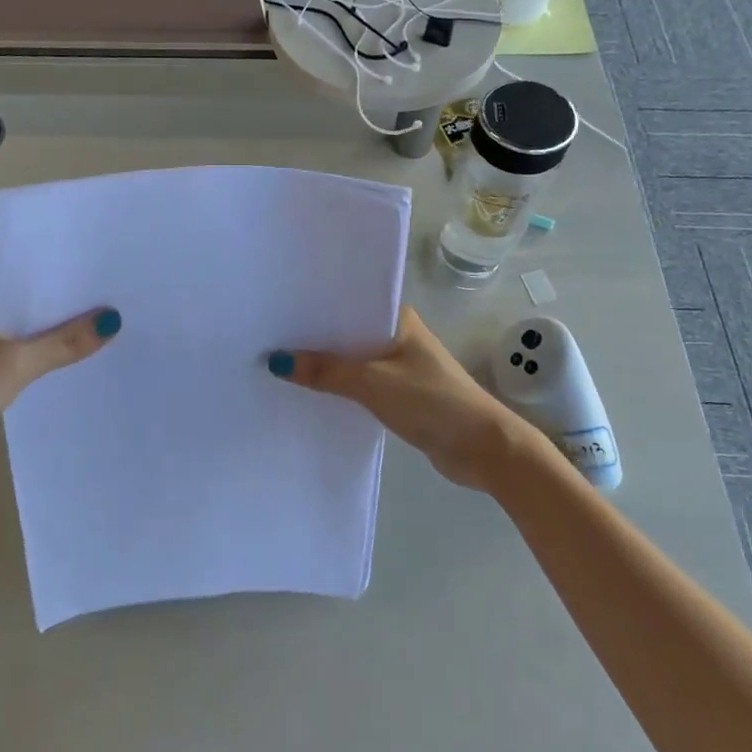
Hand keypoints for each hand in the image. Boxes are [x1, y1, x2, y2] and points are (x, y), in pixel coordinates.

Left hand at [0, 295, 119, 482]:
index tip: (112, 273)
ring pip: (39, 336)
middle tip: (127, 301)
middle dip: (77, 307)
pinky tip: (87, 364)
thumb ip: (62, 344)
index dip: (71, 277)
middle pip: (41, 308)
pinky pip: (35, 362)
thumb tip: (112, 320)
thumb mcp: (14, 364)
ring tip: (118, 330)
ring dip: (68, 337)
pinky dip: (56, 362)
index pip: (36, 279)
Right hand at [272, 306, 524, 490]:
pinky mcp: (401, 395)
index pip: (350, 303)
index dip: (316, 306)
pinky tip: (310, 392)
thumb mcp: (373, 384)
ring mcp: (401, 367)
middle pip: (347, 332)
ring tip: (279, 363)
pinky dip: (339, 387)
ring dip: (326, 365)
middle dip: (314, 338)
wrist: (483, 448)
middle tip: (267, 336)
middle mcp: (399, 336)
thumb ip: (326, 372)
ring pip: (353, 360)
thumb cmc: (432, 402)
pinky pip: (360, 384)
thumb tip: (277, 360)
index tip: (277, 307)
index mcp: (399, 319)